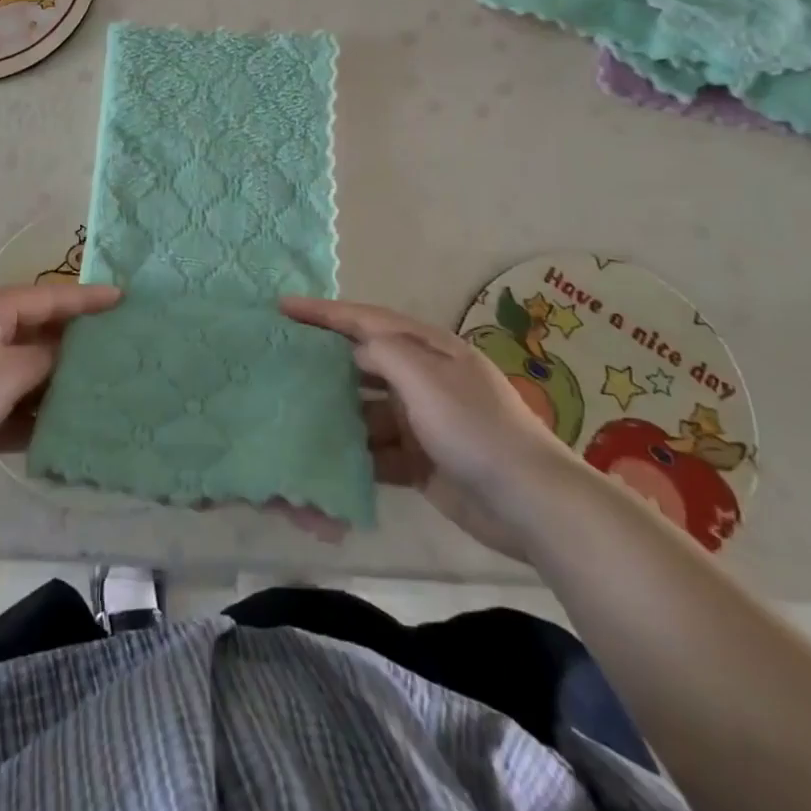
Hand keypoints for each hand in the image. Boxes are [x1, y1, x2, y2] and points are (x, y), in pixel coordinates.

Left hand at [0, 283, 121, 515]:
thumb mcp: (7, 371)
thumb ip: (48, 357)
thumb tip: (75, 351)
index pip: (50, 297)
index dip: (88, 299)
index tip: (126, 299)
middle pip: (44, 335)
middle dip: (81, 344)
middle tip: (126, 349)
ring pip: (34, 376)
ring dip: (63, 386)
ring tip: (111, 392)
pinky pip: (19, 410)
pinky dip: (41, 419)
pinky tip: (74, 432)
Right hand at [282, 296, 576, 556]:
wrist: (530, 503)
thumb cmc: (474, 428)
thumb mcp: (426, 377)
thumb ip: (384, 353)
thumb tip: (354, 350)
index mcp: (428, 349)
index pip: (366, 320)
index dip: (324, 312)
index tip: (283, 307)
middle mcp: (423, 378)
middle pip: (364, 362)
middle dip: (326, 361)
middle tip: (281, 361)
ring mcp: (422, 421)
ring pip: (366, 409)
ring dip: (337, 412)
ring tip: (293, 414)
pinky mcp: (421, 461)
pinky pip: (377, 450)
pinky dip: (355, 453)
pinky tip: (325, 458)